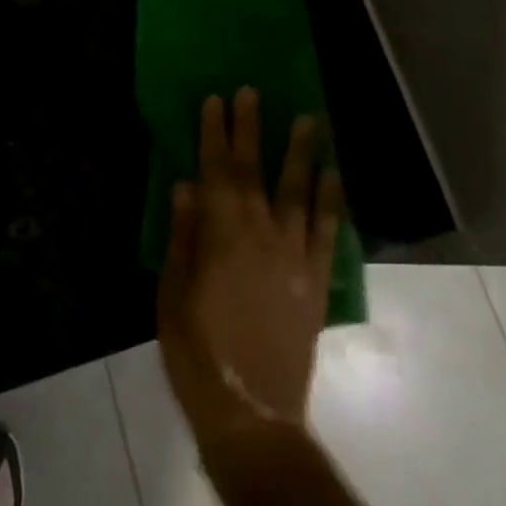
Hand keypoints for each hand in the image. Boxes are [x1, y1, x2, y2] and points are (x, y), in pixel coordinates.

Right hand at [157, 88, 341, 453]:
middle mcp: (261, 234)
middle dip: (252, 129)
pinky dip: (332, 201)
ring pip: (299, 192)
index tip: (216, 100)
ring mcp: (294, 256)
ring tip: (308, 119)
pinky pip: (327, 232)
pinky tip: (333, 176)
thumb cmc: (198, 353)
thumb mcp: (172, 294)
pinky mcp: (316, 280)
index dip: (215, 133)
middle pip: (255, 171)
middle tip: (253, 92)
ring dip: (301, 152)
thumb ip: (182, 236)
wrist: (251, 414)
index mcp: (221, 235)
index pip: (215, 171)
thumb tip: (185, 184)